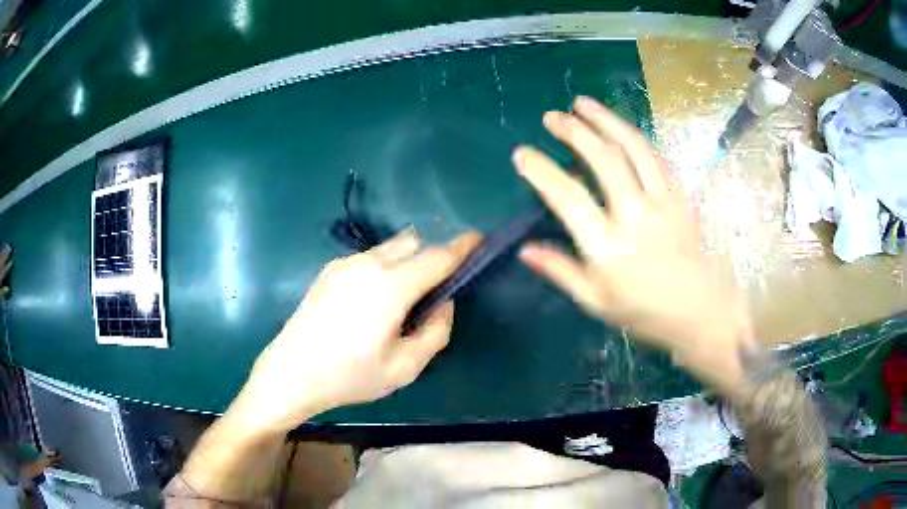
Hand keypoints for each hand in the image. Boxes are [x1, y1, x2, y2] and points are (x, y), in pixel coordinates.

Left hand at [234, 230, 480, 431]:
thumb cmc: (349, 376)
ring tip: (401, 301)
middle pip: (414, 243)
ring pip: (390, 248)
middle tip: (436, 288)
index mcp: (391, 286)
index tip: (479, 241)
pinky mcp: (329, 270)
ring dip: (407, 262)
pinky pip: (369, 258)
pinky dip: (385, 268)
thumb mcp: (404, 368)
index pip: (437, 256)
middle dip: (432, 256)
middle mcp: (368, 264)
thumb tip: (442, 304)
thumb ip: (435, 332)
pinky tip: (372, 303)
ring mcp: (345, 263)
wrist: (290, 372)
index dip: (462, 248)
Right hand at [514, 97, 753, 392]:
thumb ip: (560, 271)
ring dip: (605, 120)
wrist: (699, 309)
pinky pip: (656, 157)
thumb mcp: (595, 302)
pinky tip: (620, 128)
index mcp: (608, 248)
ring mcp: (662, 202)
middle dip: (574, 131)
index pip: (568, 198)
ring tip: (583, 103)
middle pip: (603, 159)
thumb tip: (525, 249)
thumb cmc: (644, 311)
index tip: (522, 154)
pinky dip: (634, 137)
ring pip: (632, 148)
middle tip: (552, 117)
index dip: (542, 171)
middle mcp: (635, 216)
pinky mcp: (680, 196)